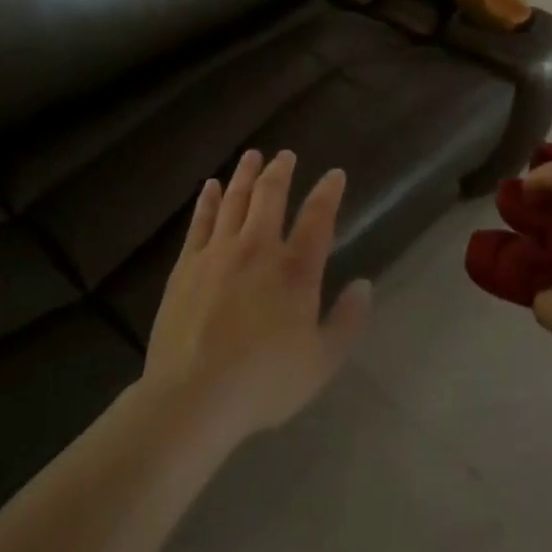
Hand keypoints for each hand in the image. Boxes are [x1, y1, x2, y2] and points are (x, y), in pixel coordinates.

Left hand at [145, 150, 370, 443]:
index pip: (318, 218)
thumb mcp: (322, 362)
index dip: (328, 192)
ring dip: (245, 174)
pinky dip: (209, 200)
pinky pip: (200, 221)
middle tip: (285, 155)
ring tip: (252, 155)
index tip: (335, 174)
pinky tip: (212, 186)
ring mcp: (218, 253)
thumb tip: (364, 285)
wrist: (194, 396)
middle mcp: (258, 249)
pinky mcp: (187, 265)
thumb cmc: (264, 382)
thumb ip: (347, 321)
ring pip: (235, 200)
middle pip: (271, 197)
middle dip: (280, 171)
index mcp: (295, 270)